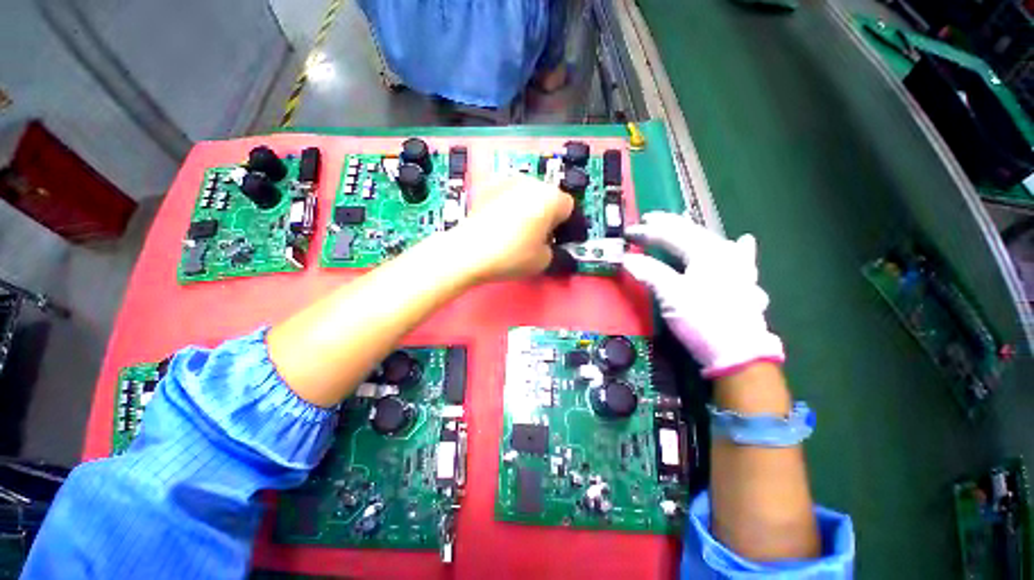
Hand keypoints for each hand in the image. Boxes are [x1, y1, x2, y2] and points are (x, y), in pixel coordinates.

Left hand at [450, 174, 573, 281]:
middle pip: (549, 197)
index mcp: (550, 197)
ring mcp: (507, 182)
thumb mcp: (544, 260)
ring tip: (521, 231)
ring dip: (530, 208)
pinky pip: (508, 195)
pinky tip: (503, 223)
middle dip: (549, 215)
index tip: (562, 239)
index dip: (568, 225)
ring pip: (528, 194)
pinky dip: (510, 205)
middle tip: (542, 237)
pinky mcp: (488, 187)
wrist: (469, 252)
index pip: (569, 207)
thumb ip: (556, 250)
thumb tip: (550, 246)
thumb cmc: (510, 255)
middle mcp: (531, 183)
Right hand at [623, 212, 783, 377]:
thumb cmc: (703, 320)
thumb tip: (627, 259)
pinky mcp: (743, 284)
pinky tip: (744, 241)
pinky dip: (738, 249)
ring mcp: (738, 268)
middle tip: (649, 219)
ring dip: (694, 232)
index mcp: (707, 253)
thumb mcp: (671, 295)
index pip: (672, 236)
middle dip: (669, 225)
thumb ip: (650, 273)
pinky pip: (741, 259)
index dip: (648, 233)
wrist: (738, 354)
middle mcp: (725, 254)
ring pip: (713, 242)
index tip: (629, 232)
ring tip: (684, 220)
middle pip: (693, 234)